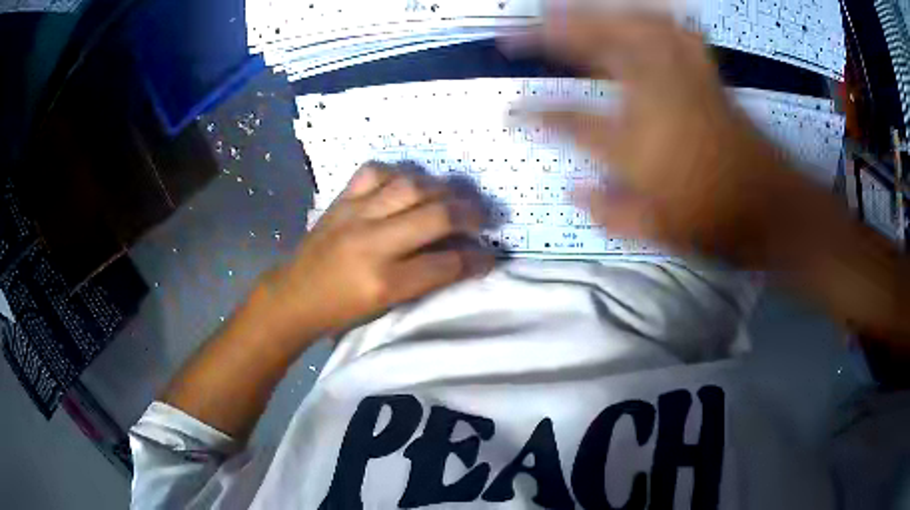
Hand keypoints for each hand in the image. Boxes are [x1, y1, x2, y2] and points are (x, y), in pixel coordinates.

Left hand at [263, 163, 494, 341]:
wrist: (293, 296)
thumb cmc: (341, 312)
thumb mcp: (386, 307)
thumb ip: (424, 280)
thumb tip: (461, 256)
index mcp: (384, 282)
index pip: (446, 264)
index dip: (477, 259)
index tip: (491, 255)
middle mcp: (372, 243)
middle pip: (437, 215)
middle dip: (471, 214)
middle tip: (483, 217)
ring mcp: (354, 215)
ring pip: (412, 185)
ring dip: (441, 188)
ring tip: (450, 197)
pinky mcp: (340, 200)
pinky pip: (375, 171)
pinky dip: (398, 173)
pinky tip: (406, 184)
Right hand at [508, 8, 805, 263]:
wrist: (773, 209)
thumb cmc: (716, 223)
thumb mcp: (659, 231)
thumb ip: (610, 212)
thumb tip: (575, 192)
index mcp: (635, 145)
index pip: (569, 121)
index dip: (534, 114)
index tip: (511, 112)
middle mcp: (653, 99)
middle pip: (595, 49)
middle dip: (549, 33)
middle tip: (519, 28)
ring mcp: (682, 81)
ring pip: (634, 28)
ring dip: (595, 12)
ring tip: (566, 7)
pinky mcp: (706, 77)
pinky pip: (678, 33)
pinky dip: (657, 17)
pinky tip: (644, 10)